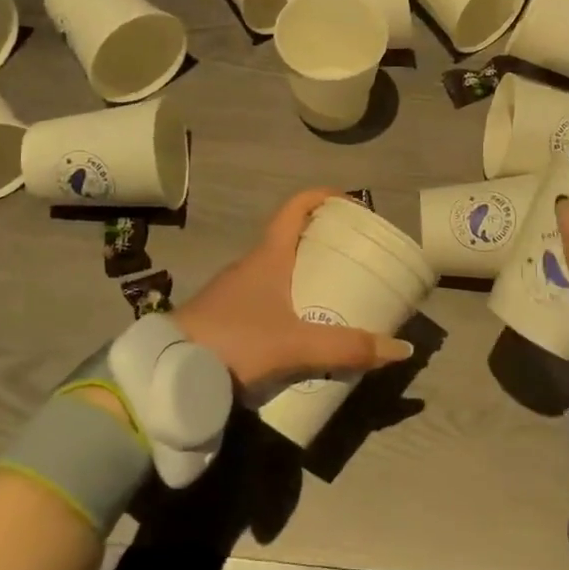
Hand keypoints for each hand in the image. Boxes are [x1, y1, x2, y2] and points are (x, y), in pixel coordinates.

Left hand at [175, 188, 415, 388]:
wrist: (166, 372)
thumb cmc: (234, 341)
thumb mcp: (297, 345)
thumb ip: (347, 348)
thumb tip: (402, 350)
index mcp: (268, 256)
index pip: (296, 207)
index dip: (324, 197)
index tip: (352, 206)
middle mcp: (251, 265)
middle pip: (292, 239)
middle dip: (324, 244)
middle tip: (354, 260)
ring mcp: (233, 291)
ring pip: (277, 271)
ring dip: (304, 276)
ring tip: (335, 296)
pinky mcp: (223, 316)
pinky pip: (264, 297)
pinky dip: (287, 302)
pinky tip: (300, 331)